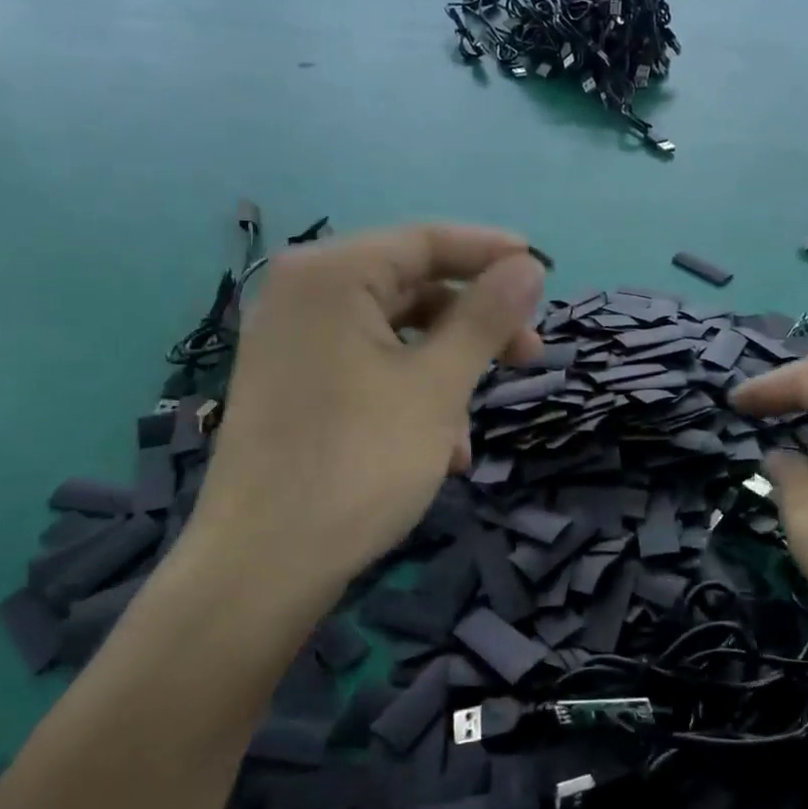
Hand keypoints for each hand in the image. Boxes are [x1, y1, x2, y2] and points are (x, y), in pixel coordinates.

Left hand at [179, 224, 544, 627]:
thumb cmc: (358, 464)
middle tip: (528, 357)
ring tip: (471, 433)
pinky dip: (409, 396)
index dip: (492, 253)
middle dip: (474, 326)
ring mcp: (291, 342)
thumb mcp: (437, 387)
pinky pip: (366, 369)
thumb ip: (485, 318)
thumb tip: (529, 266)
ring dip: (446, 374)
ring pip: (393, 336)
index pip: (426, 240)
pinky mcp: (291, 385)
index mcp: (330, 275)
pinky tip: (438, 452)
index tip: (545, 272)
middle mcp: (302, 294)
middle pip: (411, 287)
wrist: (262, 568)